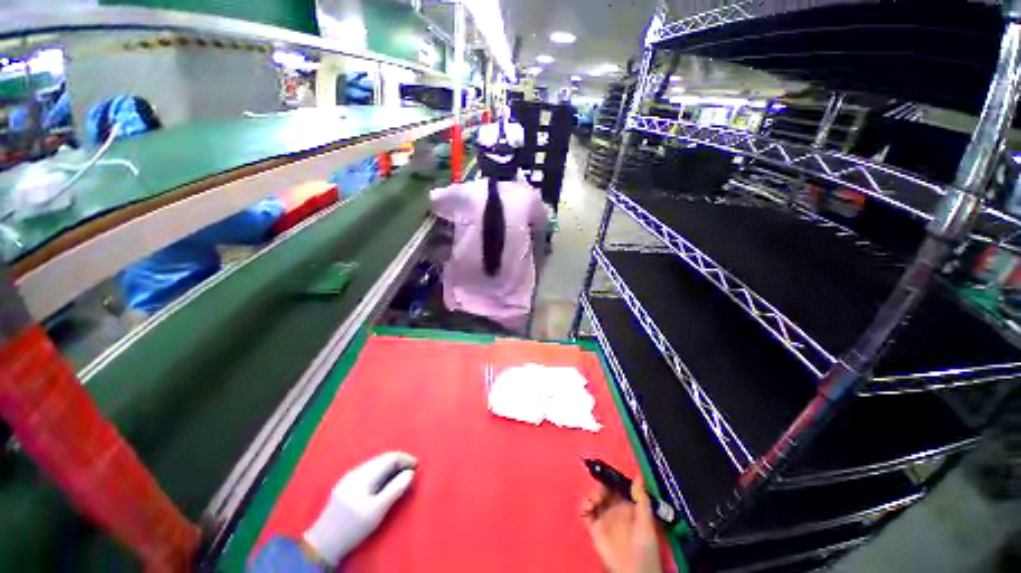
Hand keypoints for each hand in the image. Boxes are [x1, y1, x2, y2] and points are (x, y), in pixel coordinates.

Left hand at [303, 451, 416, 565]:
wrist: (323, 542)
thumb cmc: (353, 527)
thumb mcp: (377, 511)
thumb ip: (395, 489)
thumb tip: (411, 473)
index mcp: (364, 475)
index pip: (390, 458)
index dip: (405, 459)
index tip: (417, 466)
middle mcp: (356, 471)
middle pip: (382, 458)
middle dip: (398, 461)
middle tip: (411, 470)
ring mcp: (349, 477)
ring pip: (375, 463)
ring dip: (390, 466)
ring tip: (400, 475)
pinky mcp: (345, 484)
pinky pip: (368, 470)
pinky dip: (380, 471)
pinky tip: (384, 481)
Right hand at [582, 478, 661, 572]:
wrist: (634, 570)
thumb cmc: (644, 544)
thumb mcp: (646, 520)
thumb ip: (641, 498)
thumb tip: (638, 476)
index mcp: (627, 504)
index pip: (616, 486)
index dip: (610, 479)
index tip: (605, 475)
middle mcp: (614, 508)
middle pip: (602, 491)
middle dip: (598, 487)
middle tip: (598, 494)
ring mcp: (604, 518)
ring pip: (593, 500)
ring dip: (590, 496)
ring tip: (592, 502)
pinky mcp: (595, 529)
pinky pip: (585, 515)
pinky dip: (582, 508)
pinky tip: (585, 509)